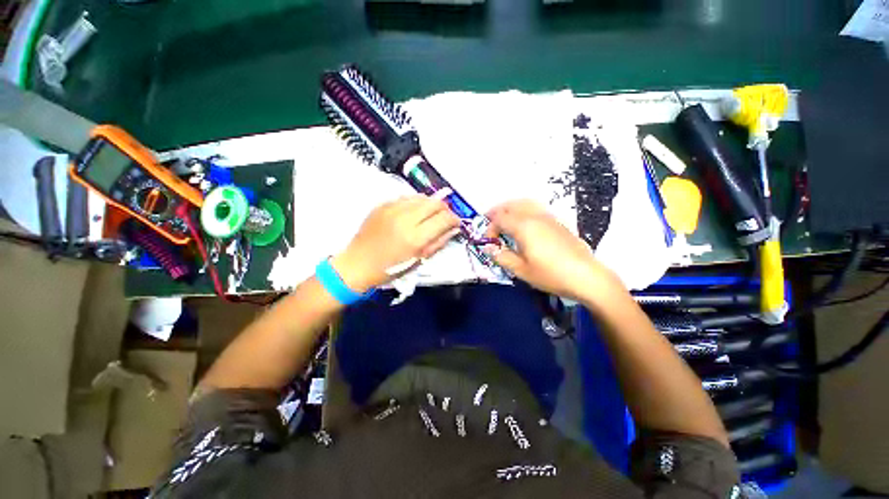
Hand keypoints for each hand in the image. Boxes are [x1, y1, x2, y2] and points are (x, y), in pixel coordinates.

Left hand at [331, 196, 460, 292]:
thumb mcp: (418, 260)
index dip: (455, 219)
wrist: (357, 264)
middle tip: (445, 218)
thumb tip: (453, 229)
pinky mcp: (382, 205)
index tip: (456, 223)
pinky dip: (415, 203)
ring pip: (421, 197)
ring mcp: (391, 209)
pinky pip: (405, 198)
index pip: (444, 218)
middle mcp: (404, 218)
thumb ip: (438, 242)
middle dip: (445, 209)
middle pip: (435, 202)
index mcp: (415, 237)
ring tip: (430, 215)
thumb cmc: (390, 269)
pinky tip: (413, 213)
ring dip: (431, 204)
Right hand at [484, 200, 622, 302]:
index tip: (489, 242)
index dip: (490, 228)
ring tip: (504, 218)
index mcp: (524, 227)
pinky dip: (523, 209)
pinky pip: (535, 207)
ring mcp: (548, 217)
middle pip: (511, 205)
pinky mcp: (558, 221)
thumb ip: (502, 257)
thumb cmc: (551, 274)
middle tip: (489, 221)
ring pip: (524, 202)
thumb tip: (488, 248)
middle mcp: (535, 216)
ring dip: (510, 207)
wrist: (586, 276)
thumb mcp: (521, 270)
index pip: (500, 219)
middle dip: (497, 212)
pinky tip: (523, 222)